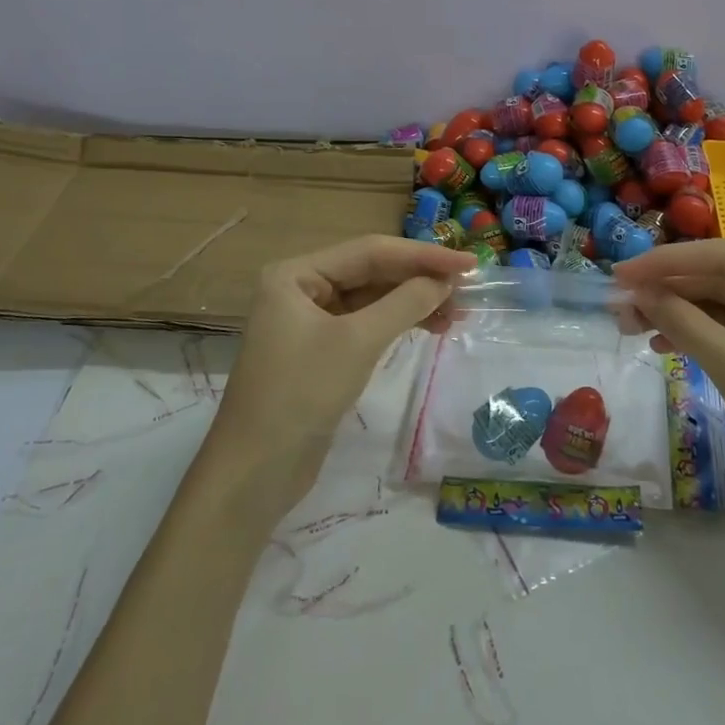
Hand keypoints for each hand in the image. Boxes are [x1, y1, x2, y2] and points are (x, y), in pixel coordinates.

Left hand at [204, 236, 469, 517]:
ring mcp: (309, 320)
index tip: (469, 261)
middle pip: (371, 272)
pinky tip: (429, 327)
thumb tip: (446, 281)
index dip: (422, 255)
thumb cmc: (301, 394)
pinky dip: (397, 324)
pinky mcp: (320, 351)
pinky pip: (365, 324)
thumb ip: (405, 303)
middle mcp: (300, 288)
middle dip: (419, 278)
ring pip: (371, 299)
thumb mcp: (357, 342)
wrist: (255, 473)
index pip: (369, 251)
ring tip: (457, 312)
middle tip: (468, 286)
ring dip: (413, 302)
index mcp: (296, 274)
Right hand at [615, 240, 724, 543]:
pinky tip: (663, 345)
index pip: (723, 257)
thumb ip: (686, 324)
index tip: (620, 274)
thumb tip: (639, 293)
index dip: (667, 261)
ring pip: (722, 309)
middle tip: (619, 306)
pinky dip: (697, 339)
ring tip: (631, 326)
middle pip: (721, 281)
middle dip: (669, 291)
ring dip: (677, 315)